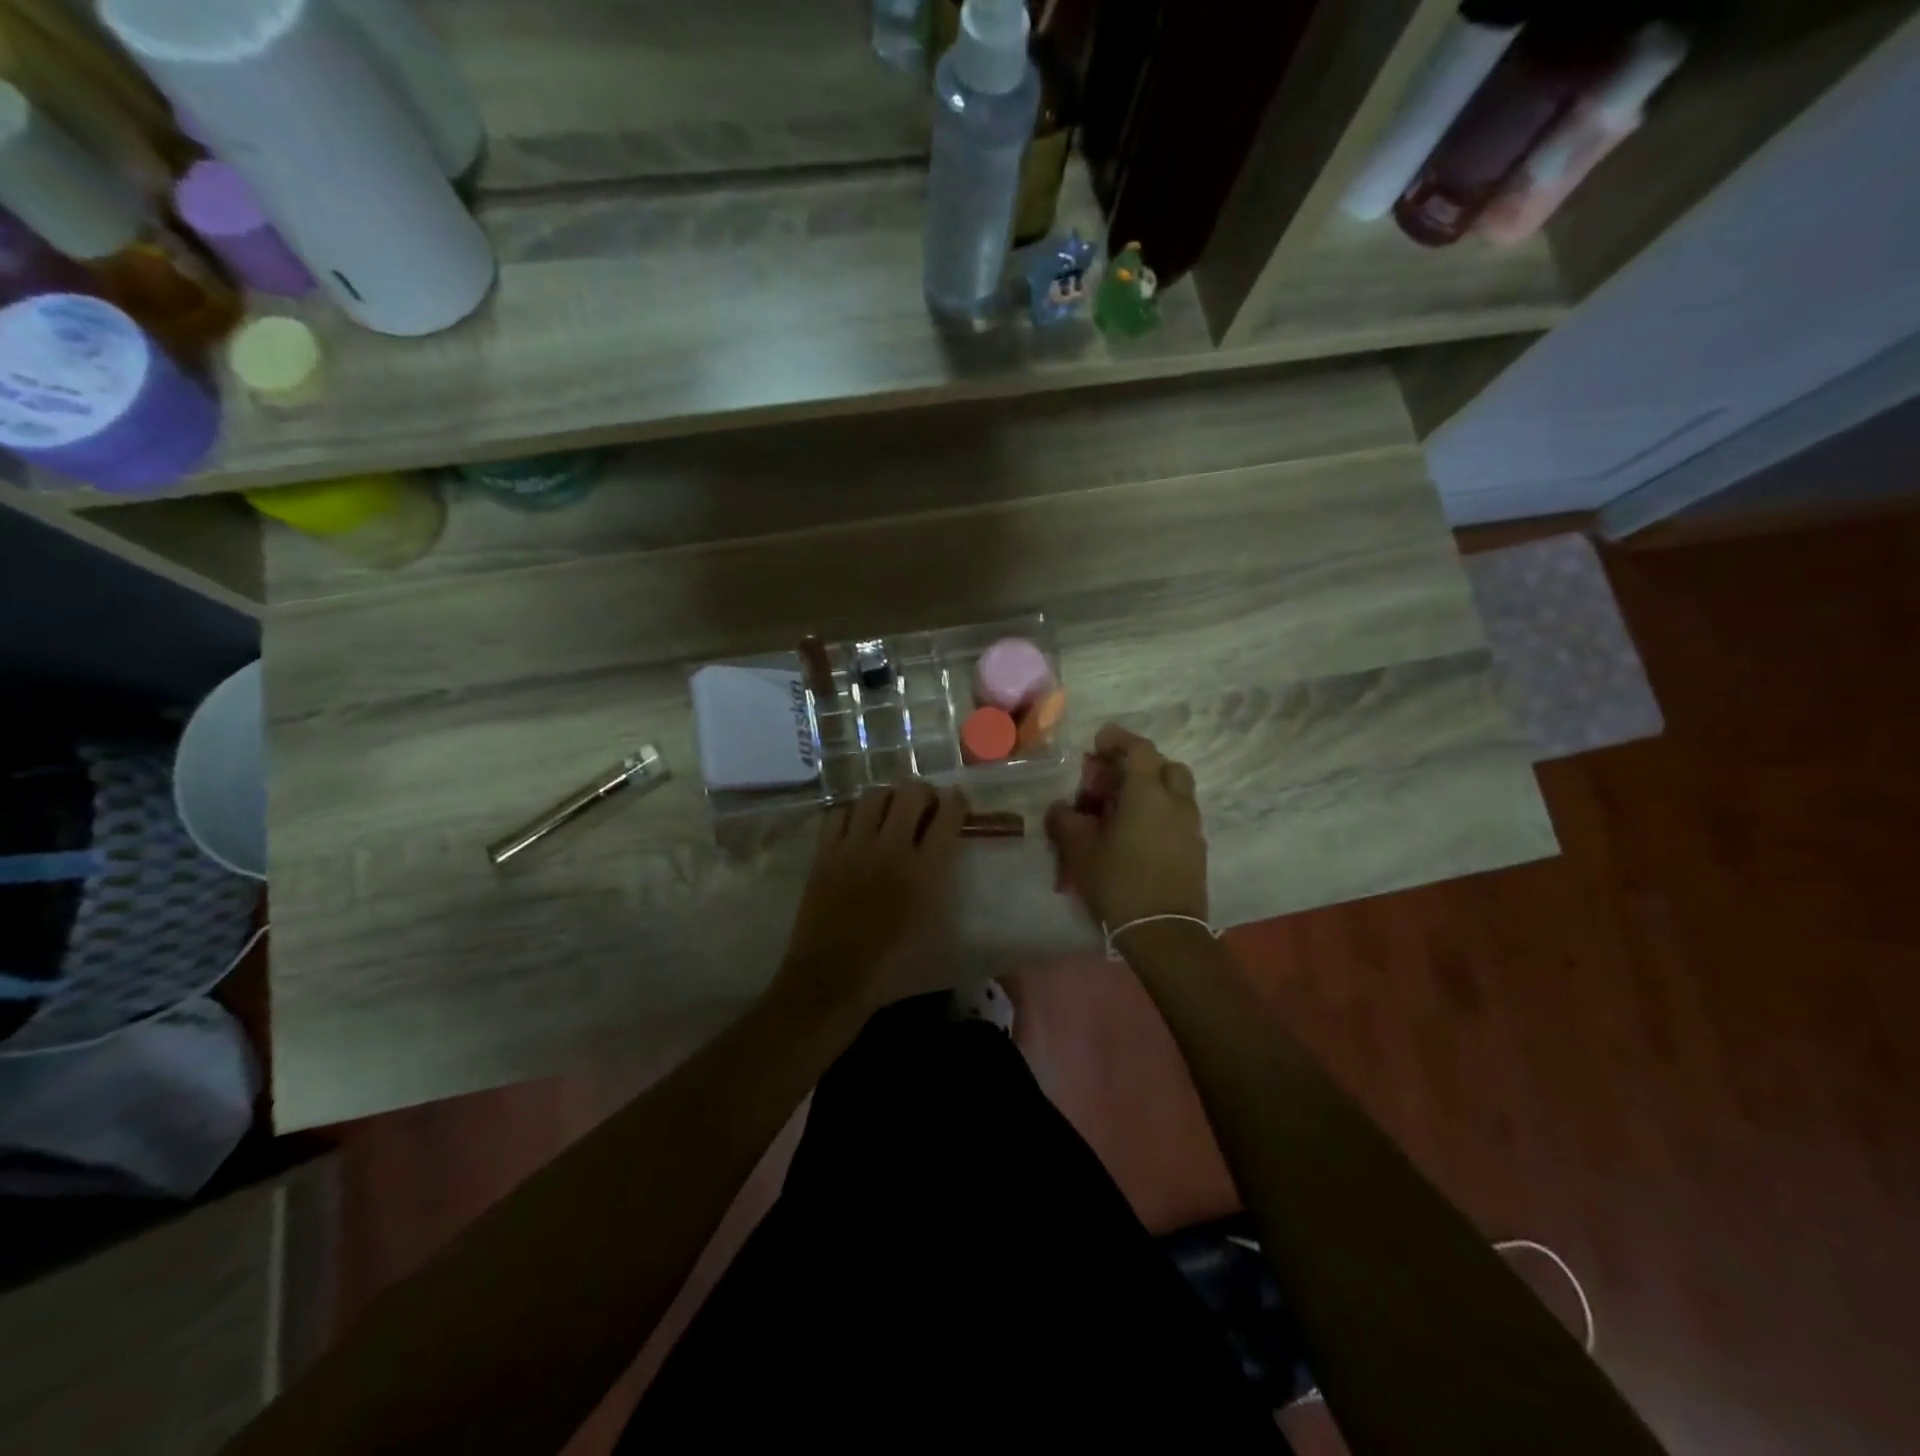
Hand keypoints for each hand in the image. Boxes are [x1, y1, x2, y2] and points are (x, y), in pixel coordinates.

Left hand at [771, 782, 968, 1022]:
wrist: (832, 980)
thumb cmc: (892, 968)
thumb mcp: (940, 940)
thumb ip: (954, 900)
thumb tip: (966, 880)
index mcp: (926, 871)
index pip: (948, 814)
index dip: (957, 801)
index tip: (958, 805)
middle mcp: (892, 848)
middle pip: (912, 793)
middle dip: (924, 793)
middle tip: (925, 808)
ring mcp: (854, 847)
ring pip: (875, 795)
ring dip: (889, 798)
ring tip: (891, 812)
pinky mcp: (825, 853)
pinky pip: (840, 812)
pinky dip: (853, 813)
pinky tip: (858, 827)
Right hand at [1045, 724, 1207, 930]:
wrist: (1165, 932)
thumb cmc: (1119, 882)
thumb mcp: (1080, 851)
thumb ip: (1066, 822)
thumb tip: (1060, 809)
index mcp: (1147, 793)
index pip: (1140, 749)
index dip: (1119, 740)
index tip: (1099, 743)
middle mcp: (1176, 802)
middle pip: (1166, 766)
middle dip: (1141, 764)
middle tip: (1114, 778)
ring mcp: (1191, 826)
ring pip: (1177, 792)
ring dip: (1154, 789)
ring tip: (1125, 808)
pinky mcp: (1197, 850)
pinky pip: (1180, 817)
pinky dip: (1162, 813)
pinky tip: (1139, 835)